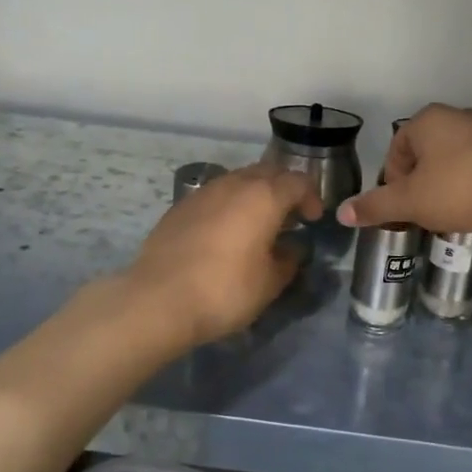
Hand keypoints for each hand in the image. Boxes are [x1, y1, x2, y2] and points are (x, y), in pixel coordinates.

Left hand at [124, 165, 320, 350]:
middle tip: (290, 216)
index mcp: (264, 196)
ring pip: (239, 180)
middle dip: (284, 189)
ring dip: (255, 194)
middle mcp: (235, 184)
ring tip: (258, 224)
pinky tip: (226, 232)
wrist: (158, 299)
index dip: (311, 197)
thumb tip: (292, 249)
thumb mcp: (269, 283)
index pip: (298, 181)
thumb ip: (288, 260)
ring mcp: (204, 192)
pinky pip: (216, 195)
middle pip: (268, 172)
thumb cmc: (225, 290)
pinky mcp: (180, 206)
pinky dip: (229, 205)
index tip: (313, 220)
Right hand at [336, 104, 471, 238]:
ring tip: (448, 215)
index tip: (401, 208)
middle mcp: (456, 117)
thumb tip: (341, 213)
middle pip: (424, 154)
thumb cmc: (458, 189)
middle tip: (421, 213)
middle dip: (418, 185)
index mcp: (427, 120)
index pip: (396, 149)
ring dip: (444, 186)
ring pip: (452, 161)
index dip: (393, 181)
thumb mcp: (409, 202)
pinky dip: (470, 186)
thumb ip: (375, 206)